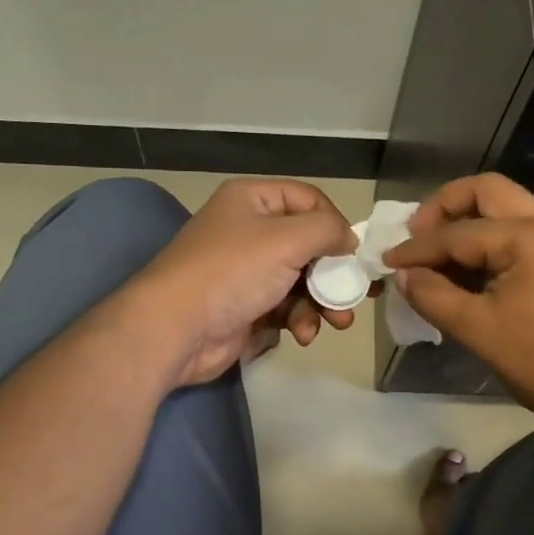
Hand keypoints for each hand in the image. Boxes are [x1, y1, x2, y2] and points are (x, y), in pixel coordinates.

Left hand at [127, 179, 357, 385]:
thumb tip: (349, 239)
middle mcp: (249, 231)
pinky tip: (303, 335)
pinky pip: (285, 308)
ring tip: (336, 323)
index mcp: (252, 200)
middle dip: (334, 273)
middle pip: (308, 245)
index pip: (308, 199)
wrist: (176, 328)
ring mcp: (246, 272)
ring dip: (321, 303)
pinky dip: (299, 320)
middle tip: (357, 295)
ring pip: (301, 281)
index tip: (353, 252)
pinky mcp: (246, 308)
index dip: (335, 223)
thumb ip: (327, 230)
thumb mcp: (287, 239)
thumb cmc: (232, 271)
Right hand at [384, 174, 533, 425]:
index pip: (460, 232)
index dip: (418, 247)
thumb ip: (432, 295)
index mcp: (530, 237)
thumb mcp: (476, 328)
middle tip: (416, 236)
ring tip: (432, 254)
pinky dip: (482, 242)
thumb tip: (403, 276)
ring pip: (502, 209)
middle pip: (486, 192)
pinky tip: (459, 270)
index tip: (388, 262)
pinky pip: (513, 234)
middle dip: (444, 208)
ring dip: (464, 223)